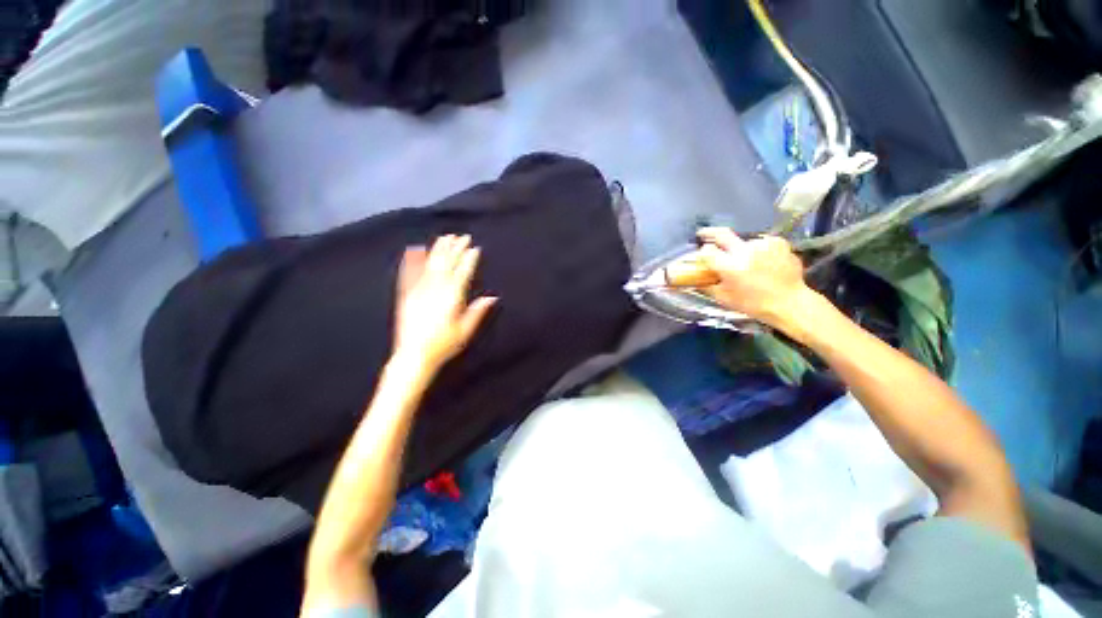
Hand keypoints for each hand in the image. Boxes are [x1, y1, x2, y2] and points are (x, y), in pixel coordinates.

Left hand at [393, 235, 497, 374]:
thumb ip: (477, 311)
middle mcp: (435, 290)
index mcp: (451, 298)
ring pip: (430, 265)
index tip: (475, 248)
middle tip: (462, 236)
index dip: (469, 259)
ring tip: (445, 237)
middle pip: (447, 264)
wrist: (413, 356)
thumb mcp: (465, 330)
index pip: (462, 273)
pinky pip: (409, 274)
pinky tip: (415, 249)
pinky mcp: (406, 295)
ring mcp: (419, 291)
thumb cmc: (443, 345)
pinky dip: (412, 260)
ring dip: (438, 250)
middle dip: (455, 249)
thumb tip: (492, 297)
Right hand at [695, 228, 811, 329]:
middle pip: (722, 234)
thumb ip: (707, 286)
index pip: (707, 251)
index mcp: (730, 267)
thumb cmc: (753, 304)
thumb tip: (694, 280)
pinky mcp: (777, 242)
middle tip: (703, 233)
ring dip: (741, 248)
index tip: (704, 256)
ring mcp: (763, 245)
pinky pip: (761, 243)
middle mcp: (745, 252)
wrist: (789, 302)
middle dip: (709, 233)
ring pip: (743, 241)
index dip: (703, 253)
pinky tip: (763, 260)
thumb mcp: (724, 298)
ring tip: (747, 261)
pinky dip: (759, 249)